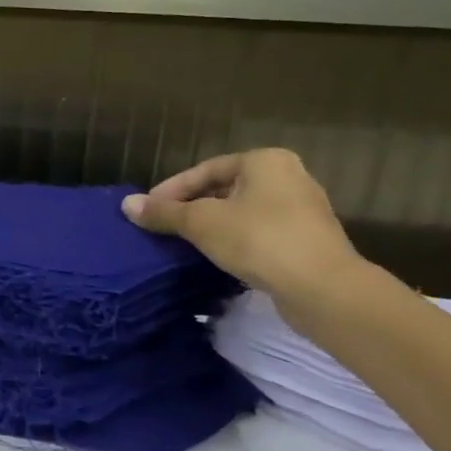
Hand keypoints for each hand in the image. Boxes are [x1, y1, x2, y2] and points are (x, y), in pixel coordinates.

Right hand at [122, 148, 360, 299]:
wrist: (324, 289)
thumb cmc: (259, 240)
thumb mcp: (201, 223)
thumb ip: (164, 212)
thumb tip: (127, 204)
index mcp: (264, 161)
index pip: (205, 169)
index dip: (172, 189)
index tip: (149, 210)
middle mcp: (288, 177)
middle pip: (224, 189)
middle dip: (192, 206)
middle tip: (165, 225)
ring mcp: (303, 210)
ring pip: (242, 212)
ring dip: (213, 225)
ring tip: (185, 242)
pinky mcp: (308, 241)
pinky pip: (260, 232)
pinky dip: (236, 240)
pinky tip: (217, 257)